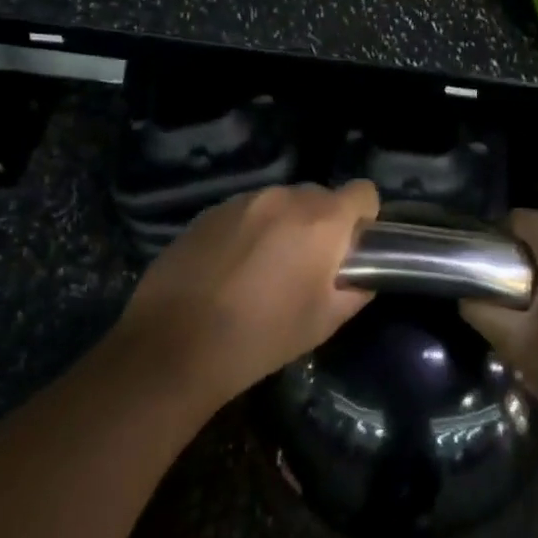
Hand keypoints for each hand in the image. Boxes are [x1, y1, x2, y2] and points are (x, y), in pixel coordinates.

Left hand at [110, 181, 380, 411]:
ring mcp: (242, 200)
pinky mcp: (209, 211)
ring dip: (283, 226)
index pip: (363, 191)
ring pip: (280, 203)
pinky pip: (246, 212)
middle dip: (322, 224)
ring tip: (263, 270)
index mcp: (321, 220)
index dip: (364, 219)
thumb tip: (361, 274)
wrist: (174, 345)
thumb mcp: (324, 322)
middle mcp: (284, 197)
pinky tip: (231, 269)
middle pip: (320, 196)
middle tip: (306, 267)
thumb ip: (355, 289)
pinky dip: (249, 231)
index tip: (351, 250)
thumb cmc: (261, 337)